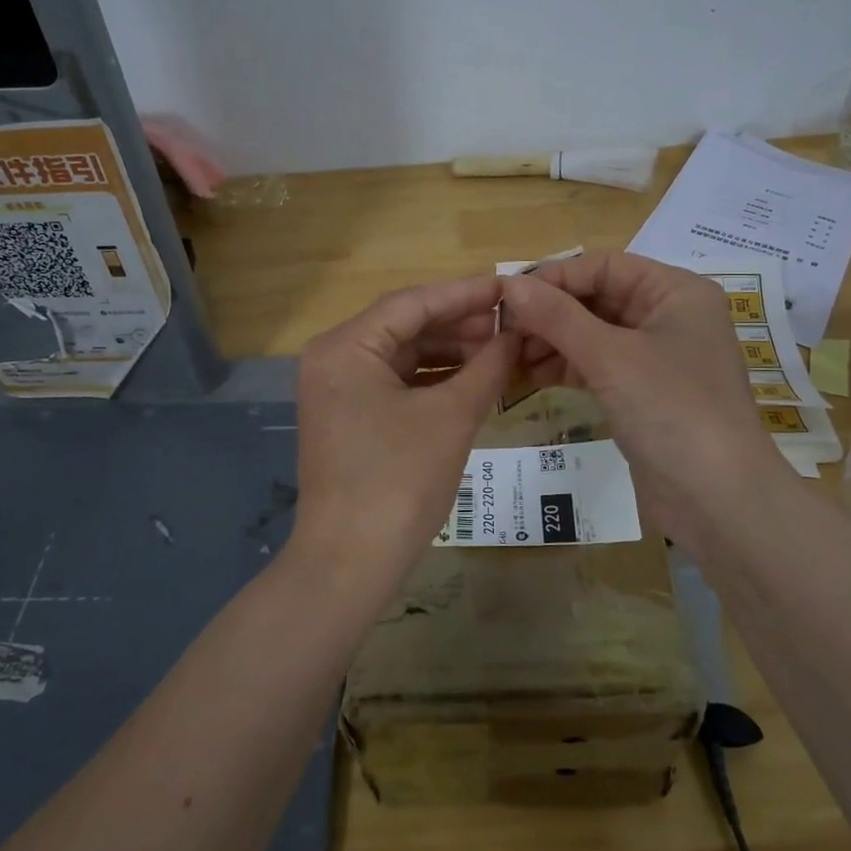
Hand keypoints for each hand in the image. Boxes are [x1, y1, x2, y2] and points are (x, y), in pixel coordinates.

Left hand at [292, 276, 518, 576]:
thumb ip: (487, 368)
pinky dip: (434, 382)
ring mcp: (338, 391)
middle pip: (405, 327)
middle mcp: (334, 359)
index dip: (466, 294)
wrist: (351, 561)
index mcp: (345, 347)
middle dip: (460, 326)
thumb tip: (516, 336)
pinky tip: (473, 381)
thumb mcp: (452, 417)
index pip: (412, 303)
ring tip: (501, 352)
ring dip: (451, 354)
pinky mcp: (350, 418)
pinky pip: (396, 385)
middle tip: (512, 325)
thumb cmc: (400, 480)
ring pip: (403, 357)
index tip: (511, 288)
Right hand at [499, 253, 790, 556]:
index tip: (507, 295)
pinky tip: (526, 376)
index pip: (604, 266)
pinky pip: (596, 367)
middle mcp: (668, 316)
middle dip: (548, 313)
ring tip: (506, 356)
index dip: (555, 277)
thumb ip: (557, 317)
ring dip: (550, 342)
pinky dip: (563, 368)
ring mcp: (655, 358)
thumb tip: (509, 284)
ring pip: (592, 335)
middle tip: (500, 330)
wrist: (717, 500)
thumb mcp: (611, 357)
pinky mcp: (642, 393)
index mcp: (675, 291)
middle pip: (596, 299)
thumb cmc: (672, 410)